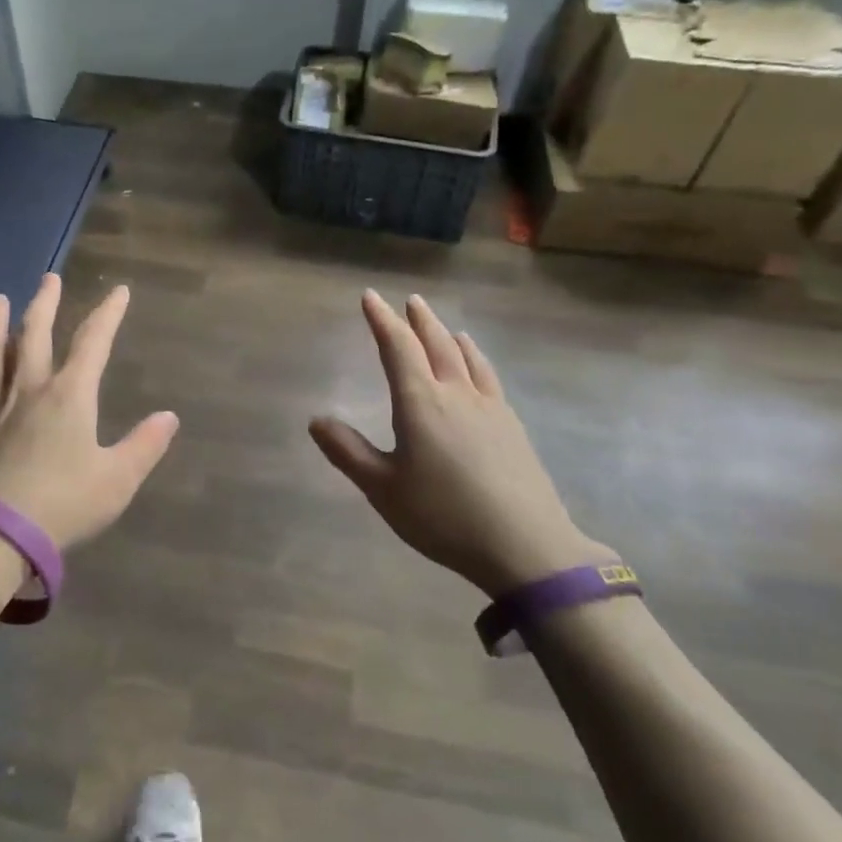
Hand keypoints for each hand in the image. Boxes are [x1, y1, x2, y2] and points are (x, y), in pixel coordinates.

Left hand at [0, 274, 177, 551]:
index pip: (93, 342)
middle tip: (48, 278)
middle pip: (35, 336)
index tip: (118, 291)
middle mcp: (29, 391)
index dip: (108, 314)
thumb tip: (169, 417)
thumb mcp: (117, 479)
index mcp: (69, 396)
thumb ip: (145, 445)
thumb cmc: (63, 504)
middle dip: (44, 304)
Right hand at [310, 291, 612, 596]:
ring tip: (441, 324)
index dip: (381, 320)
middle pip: (435, 344)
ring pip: (465, 356)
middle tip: (409, 300)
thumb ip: (349, 452)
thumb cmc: (444, 516)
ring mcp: (489, 406)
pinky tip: (477, 363)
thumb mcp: (384, 489)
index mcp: (420, 403)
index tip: (370, 297)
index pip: (398, 348)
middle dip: (418, 320)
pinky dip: (475, 357)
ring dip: (447, 334)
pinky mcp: (511, 424)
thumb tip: (316, 421)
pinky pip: (487, 375)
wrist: (525, 544)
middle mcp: (455, 393)